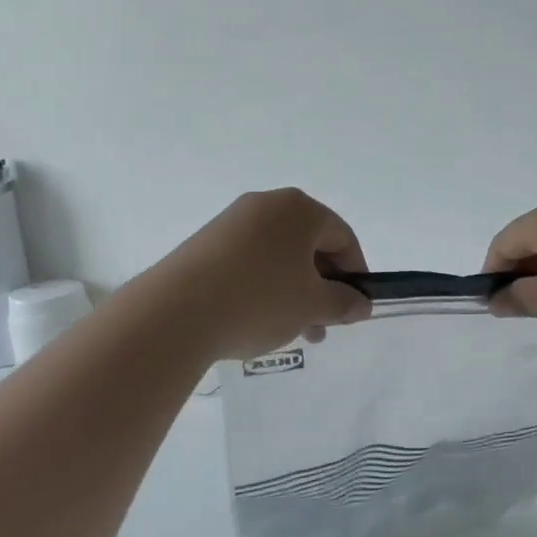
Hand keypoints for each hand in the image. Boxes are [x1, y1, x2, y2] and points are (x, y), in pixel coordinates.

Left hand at [158, 189, 372, 359]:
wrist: (176, 312)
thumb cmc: (259, 300)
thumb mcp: (312, 306)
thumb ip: (343, 303)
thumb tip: (361, 304)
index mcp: (298, 209)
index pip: (342, 237)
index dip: (355, 274)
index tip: (353, 308)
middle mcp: (266, 205)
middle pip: (309, 245)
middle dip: (322, 287)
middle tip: (322, 326)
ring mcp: (232, 222)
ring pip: (279, 257)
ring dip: (294, 292)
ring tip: (292, 331)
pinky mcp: (206, 243)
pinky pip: (250, 261)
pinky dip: (264, 287)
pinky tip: (258, 319)